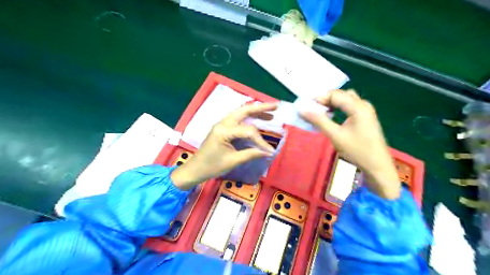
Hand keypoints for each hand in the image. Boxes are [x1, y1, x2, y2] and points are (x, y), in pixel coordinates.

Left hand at [171, 102, 277, 189]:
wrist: (196, 169)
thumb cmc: (212, 166)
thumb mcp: (233, 161)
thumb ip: (251, 154)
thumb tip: (268, 152)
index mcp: (224, 131)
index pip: (248, 131)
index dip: (261, 140)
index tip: (270, 151)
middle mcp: (223, 123)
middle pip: (244, 110)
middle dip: (261, 108)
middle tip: (276, 106)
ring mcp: (222, 124)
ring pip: (241, 112)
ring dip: (256, 111)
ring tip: (271, 112)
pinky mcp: (223, 128)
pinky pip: (238, 118)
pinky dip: (249, 117)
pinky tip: (258, 118)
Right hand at [300, 91, 398, 199]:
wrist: (377, 166)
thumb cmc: (357, 150)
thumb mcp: (335, 135)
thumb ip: (318, 121)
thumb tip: (302, 110)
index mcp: (358, 107)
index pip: (335, 94)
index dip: (320, 98)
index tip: (307, 106)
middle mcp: (363, 104)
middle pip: (341, 94)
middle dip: (326, 99)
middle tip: (313, 109)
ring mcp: (366, 110)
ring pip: (346, 99)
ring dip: (333, 103)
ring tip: (321, 112)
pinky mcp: (366, 117)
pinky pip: (350, 106)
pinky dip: (339, 108)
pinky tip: (333, 116)